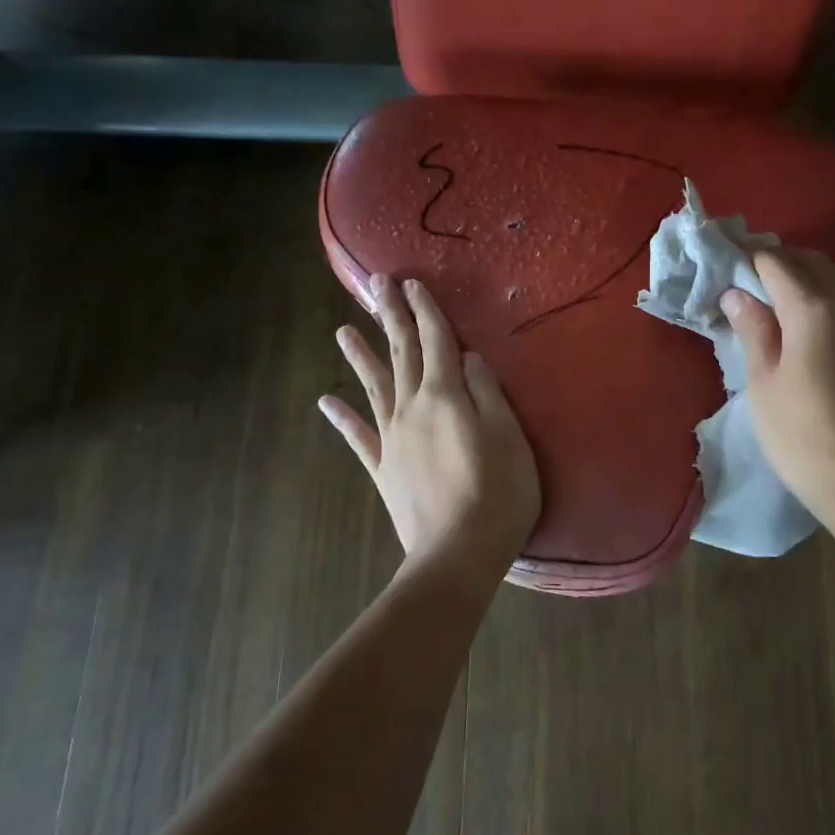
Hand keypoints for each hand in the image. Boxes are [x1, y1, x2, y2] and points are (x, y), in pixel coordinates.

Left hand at [319, 275, 541, 582]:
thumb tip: (468, 357)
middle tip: (377, 285)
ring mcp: (393, 439)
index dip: (426, 311)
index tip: (412, 283)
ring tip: (343, 330)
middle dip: (392, 317)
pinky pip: (359, 437)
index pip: (437, 341)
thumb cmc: (498, 491)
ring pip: (374, 387)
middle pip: (402, 354)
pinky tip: (325, 400)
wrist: (458, 552)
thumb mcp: (508, 434)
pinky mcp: (384, 469)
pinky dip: (342, 417)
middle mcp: (412, 408)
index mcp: (446, 396)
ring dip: (360, 356)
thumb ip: (487, 391)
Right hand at [720, 247, 834, 529]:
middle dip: (779, 261)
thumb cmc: (799, 432)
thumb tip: (736, 294)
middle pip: (811, 262)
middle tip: (746, 279)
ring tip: (777, 295)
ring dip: (807, 274)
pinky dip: (827, 292)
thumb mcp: (763, 380)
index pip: (776, 263)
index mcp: (811, 308)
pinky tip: (808, 316)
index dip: (749, 259)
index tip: (726, 264)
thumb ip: (753, 329)